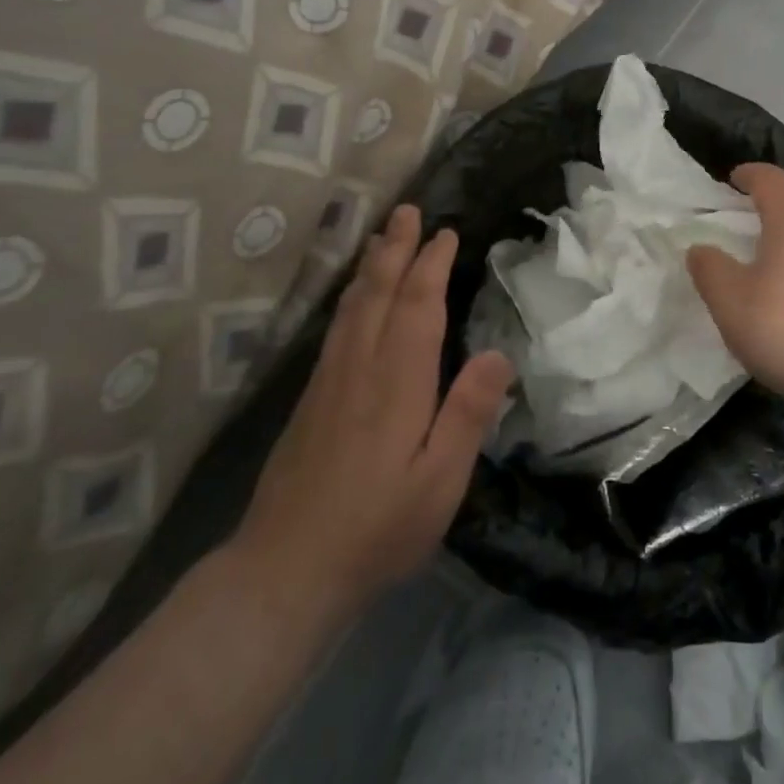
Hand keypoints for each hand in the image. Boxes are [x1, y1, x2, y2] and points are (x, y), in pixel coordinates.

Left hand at [231, 205, 513, 628]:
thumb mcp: (440, 482)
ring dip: (370, 266)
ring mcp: (329, 382)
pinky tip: (353, 298)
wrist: (283, 573)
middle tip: (407, 211)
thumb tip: (500, 354)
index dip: (431, 265)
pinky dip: (350, 297)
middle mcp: (360, 368)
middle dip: (395, 249)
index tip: (445, 232)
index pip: (417, 306)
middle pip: (378, 293)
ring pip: (352, 306)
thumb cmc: (377, 527)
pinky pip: (336, 328)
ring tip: (381, 236)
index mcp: (398, 382)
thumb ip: (468, 414)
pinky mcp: (311, 400)